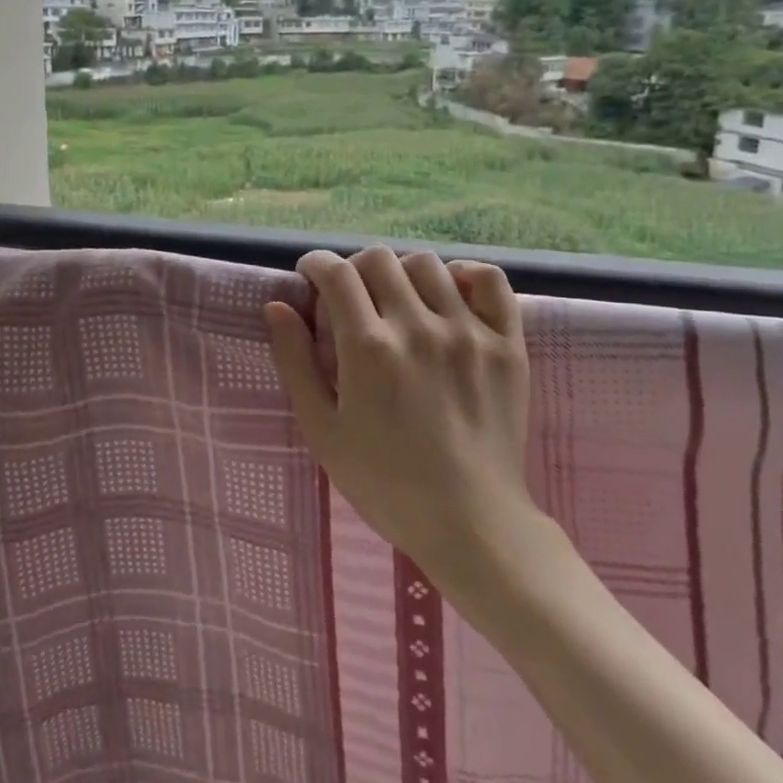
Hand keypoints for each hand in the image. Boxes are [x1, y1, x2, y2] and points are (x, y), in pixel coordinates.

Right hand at [265, 248, 534, 591]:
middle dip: (354, 268)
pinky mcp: (506, 343)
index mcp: (369, 348)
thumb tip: (277, 306)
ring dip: (400, 272)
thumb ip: (295, 361)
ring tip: (397, 299)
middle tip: (351, 295)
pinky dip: (465, 273)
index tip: (311, 275)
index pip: (336, 273)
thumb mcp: (322, 429)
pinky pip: (489, 279)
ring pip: (426, 264)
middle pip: (378, 260)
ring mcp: (467, 331)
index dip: (316, 264)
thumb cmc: (384, 482)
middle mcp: (418, 327)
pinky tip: (450, 291)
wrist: (470, 522)